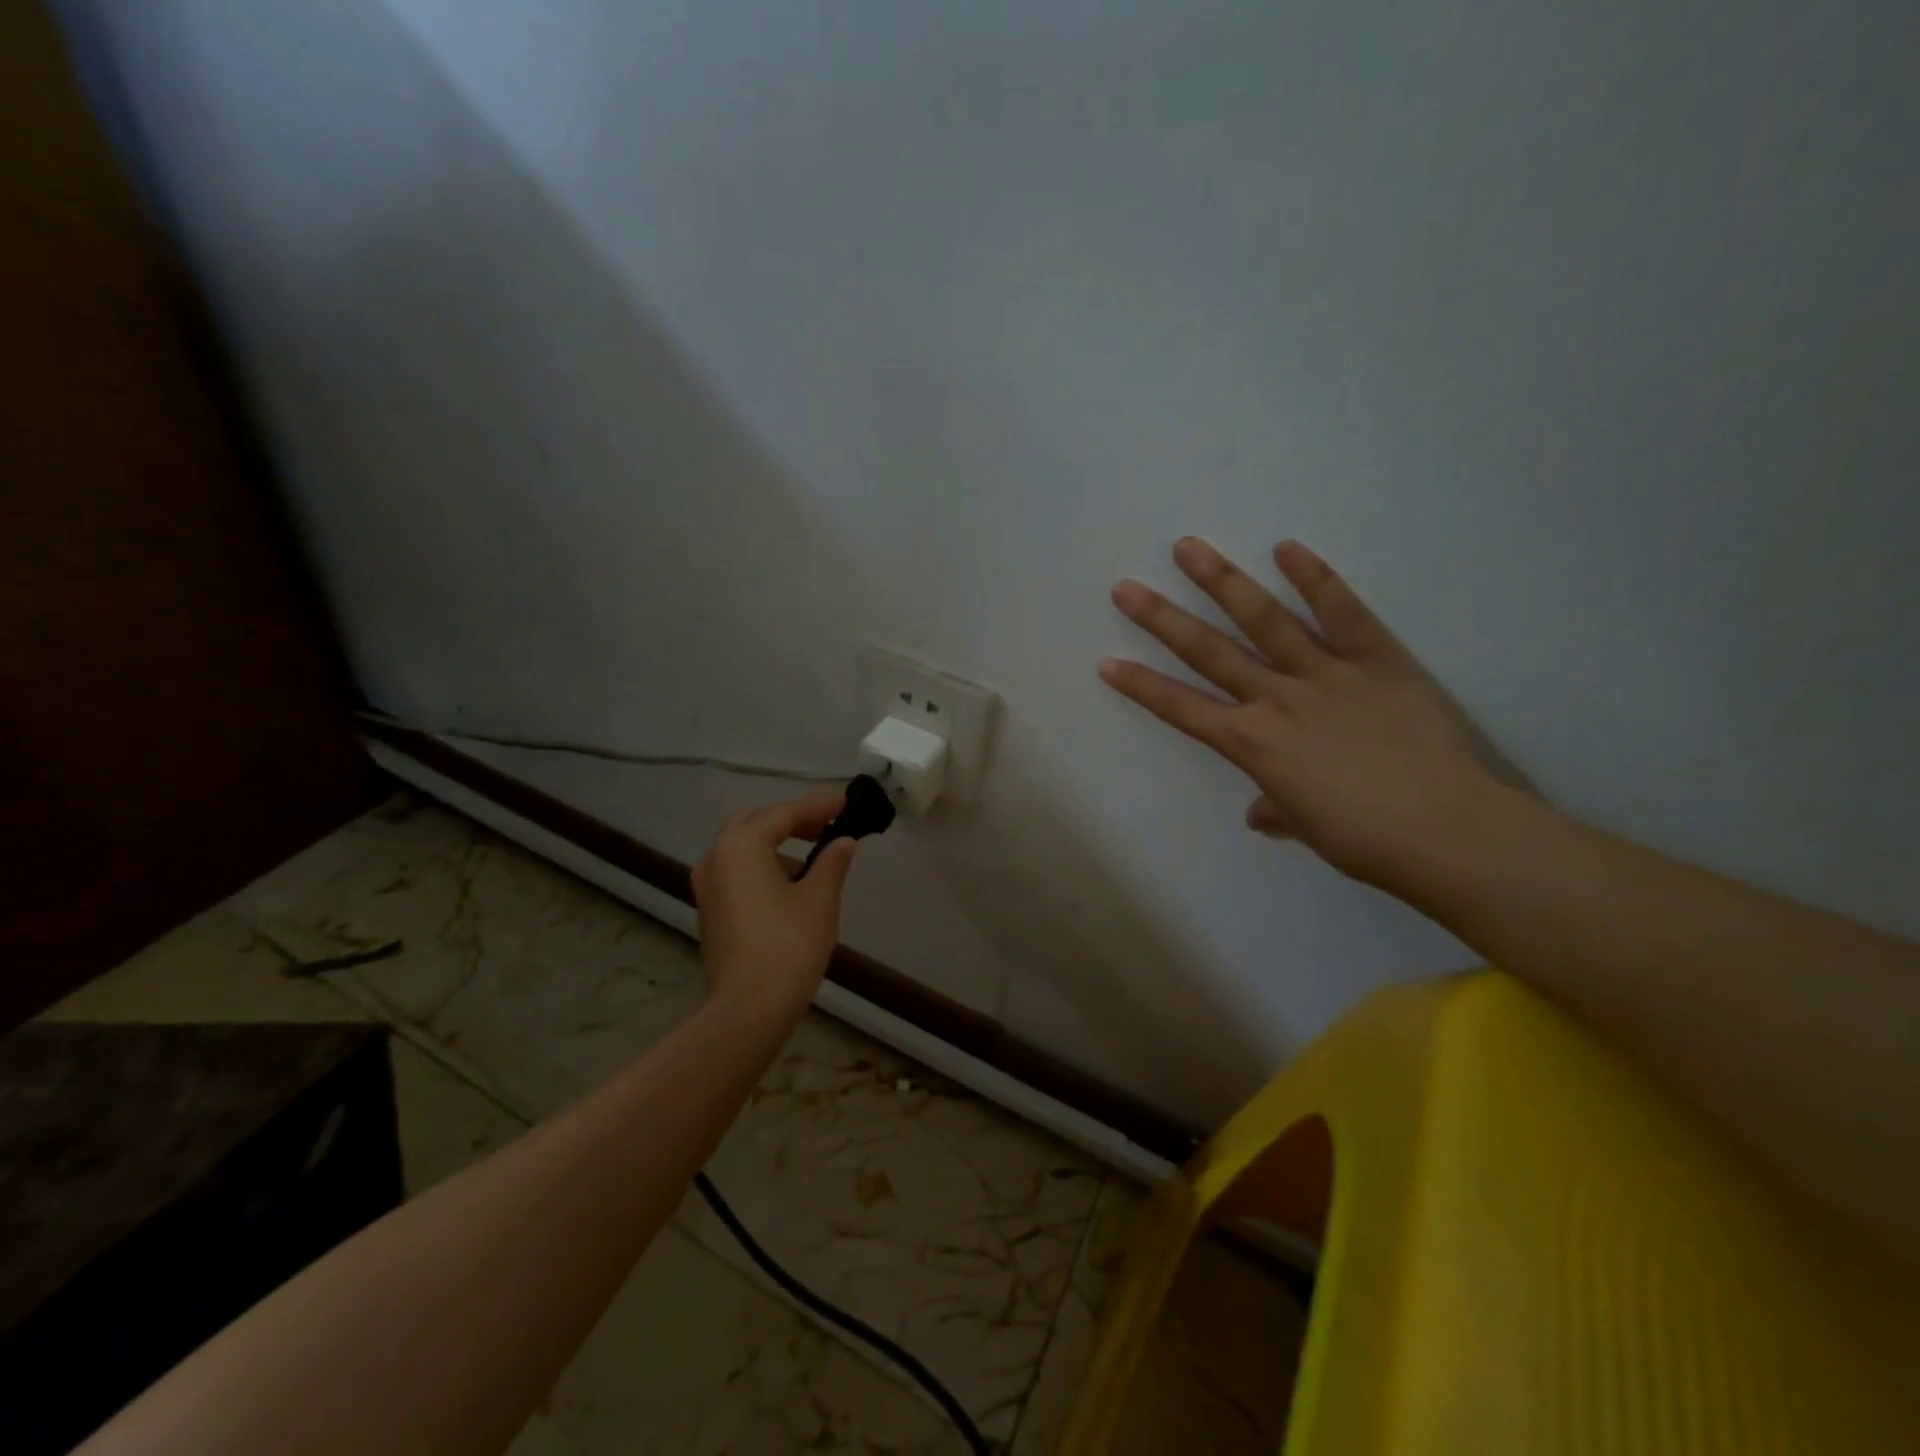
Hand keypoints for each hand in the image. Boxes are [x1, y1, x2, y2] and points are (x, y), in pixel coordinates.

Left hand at [692, 792, 858, 1014]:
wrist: (748, 1009)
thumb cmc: (788, 946)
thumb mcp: (820, 899)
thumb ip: (832, 862)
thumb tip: (843, 841)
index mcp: (741, 846)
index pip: (784, 813)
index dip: (818, 806)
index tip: (846, 803)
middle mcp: (716, 857)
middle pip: (756, 823)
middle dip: (792, 820)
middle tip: (827, 824)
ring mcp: (707, 885)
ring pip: (743, 847)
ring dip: (776, 843)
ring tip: (814, 854)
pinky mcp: (710, 910)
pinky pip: (736, 870)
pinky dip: (762, 864)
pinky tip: (790, 883)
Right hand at [1100, 538, 1532, 890]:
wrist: (1447, 831)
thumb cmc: (1367, 840)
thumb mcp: (1308, 827)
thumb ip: (1278, 808)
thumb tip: (1260, 813)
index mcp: (1254, 745)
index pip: (1182, 709)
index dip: (1142, 686)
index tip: (1107, 662)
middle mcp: (1277, 700)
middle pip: (1208, 652)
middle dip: (1161, 620)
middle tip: (1126, 588)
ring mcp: (1325, 673)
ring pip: (1263, 620)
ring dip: (1222, 582)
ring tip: (1188, 548)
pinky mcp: (1376, 658)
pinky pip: (1342, 612)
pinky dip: (1315, 578)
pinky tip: (1287, 547)